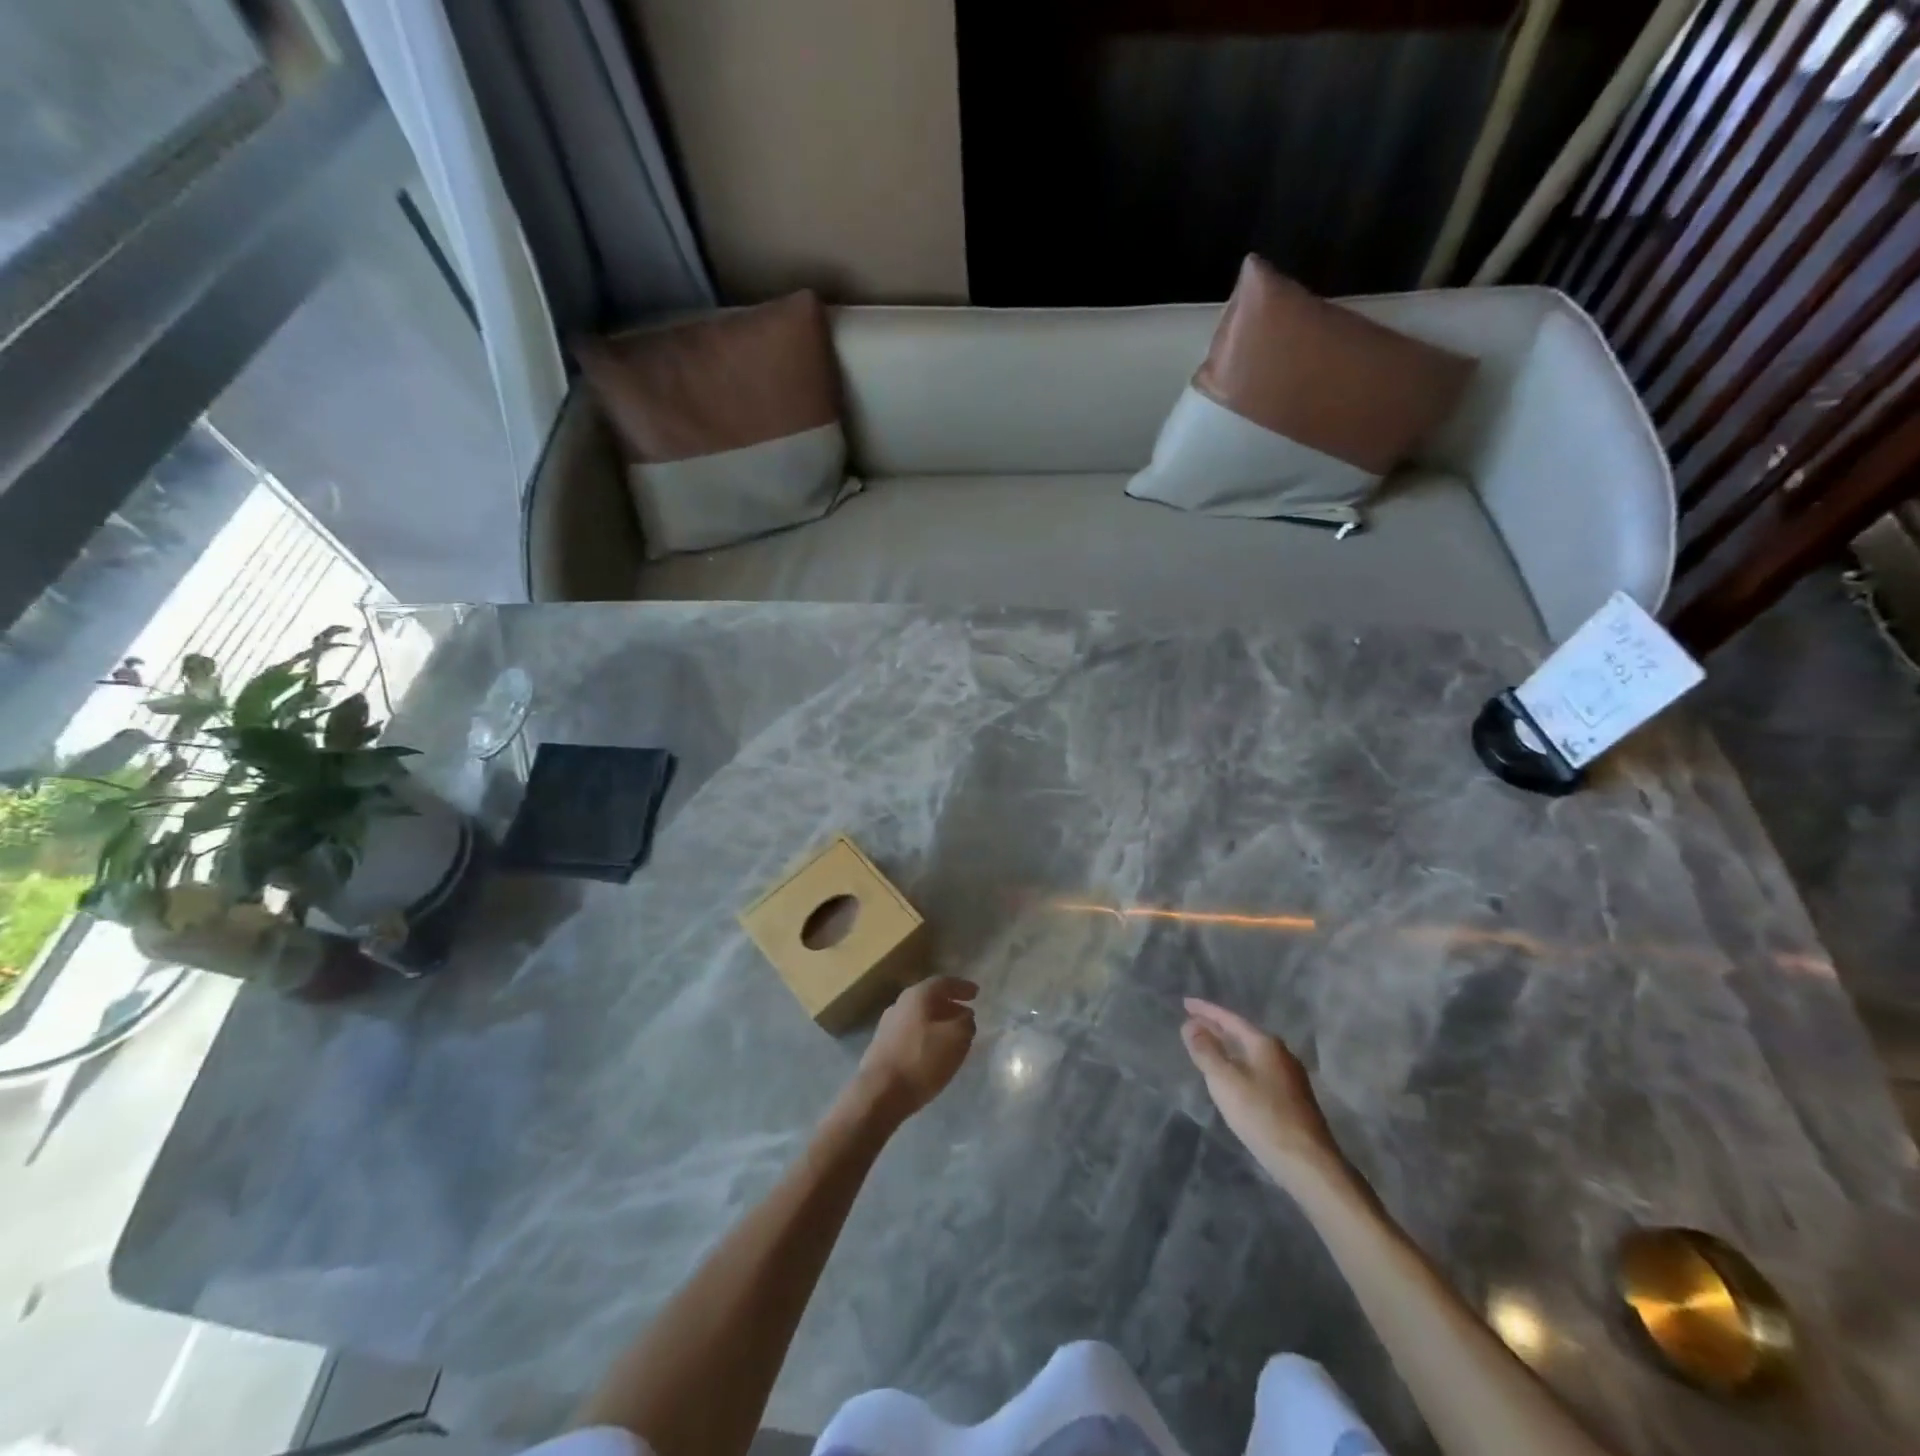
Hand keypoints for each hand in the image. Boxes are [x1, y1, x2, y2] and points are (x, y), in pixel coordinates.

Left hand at [854, 976, 978, 1120]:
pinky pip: (910, 1033)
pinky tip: (933, 1051)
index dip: (961, 987)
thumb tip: (964, 1017)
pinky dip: (926, 1035)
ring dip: (937, 1022)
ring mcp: (887, 1026)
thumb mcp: (956, 1039)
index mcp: (917, 996)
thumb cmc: (921, 1060)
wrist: (879, 1093)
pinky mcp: (882, 1047)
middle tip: (967, 1014)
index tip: (976, 993)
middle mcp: (899, 1004)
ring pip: (919, 1017)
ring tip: (953, 1034)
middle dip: (949, 1005)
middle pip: (929, 999)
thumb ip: (966, 1023)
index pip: (943, 983)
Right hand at [1182, 998, 1350, 1189]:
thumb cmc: (1262, 1115)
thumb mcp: (1225, 1080)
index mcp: (1265, 1044)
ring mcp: (1290, 1076)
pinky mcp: (1293, 1098)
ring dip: (1229, 1046)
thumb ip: (1206, 1051)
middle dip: (1217, 1027)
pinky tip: (1234, 1075)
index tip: (1185, 1002)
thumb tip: (1190, 1025)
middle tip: (1192, 1021)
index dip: (1206, 1010)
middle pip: (1242, 1033)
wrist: (1308, 1163)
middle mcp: (1280, 1053)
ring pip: (1251, 1052)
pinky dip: (1240, 1063)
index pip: (1230, 1018)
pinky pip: (1258, 1068)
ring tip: (1209, 1045)